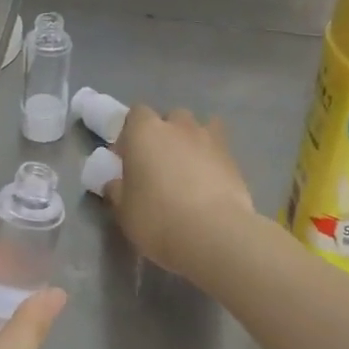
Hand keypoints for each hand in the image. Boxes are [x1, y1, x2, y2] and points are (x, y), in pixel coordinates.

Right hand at [105, 107, 256, 281]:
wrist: (214, 234)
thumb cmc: (158, 219)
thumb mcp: (124, 211)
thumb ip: (117, 191)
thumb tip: (115, 183)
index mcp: (145, 132)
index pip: (136, 114)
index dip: (131, 133)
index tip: (128, 157)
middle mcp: (178, 126)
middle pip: (170, 118)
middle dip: (164, 134)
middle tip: (159, 164)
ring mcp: (209, 139)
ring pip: (198, 129)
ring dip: (191, 143)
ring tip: (188, 171)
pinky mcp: (233, 158)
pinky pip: (218, 149)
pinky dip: (212, 159)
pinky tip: (209, 183)